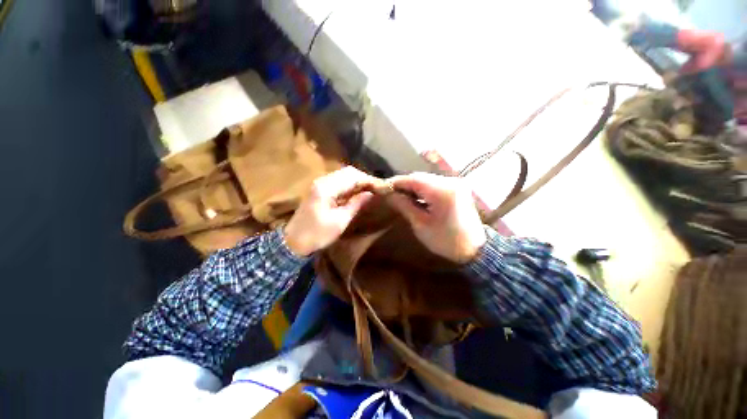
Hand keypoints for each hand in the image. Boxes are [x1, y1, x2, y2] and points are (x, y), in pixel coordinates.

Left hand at [284, 166, 381, 255]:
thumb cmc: (317, 234)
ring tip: (370, 190)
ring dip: (358, 181)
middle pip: (348, 172)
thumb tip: (370, 194)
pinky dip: (350, 185)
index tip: (382, 187)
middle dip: (364, 179)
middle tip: (377, 189)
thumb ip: (356, 204)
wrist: (293, 242)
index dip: (369, 180)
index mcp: (327, 188)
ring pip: (343, 175)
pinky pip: (338, 182)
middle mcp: (323, 181)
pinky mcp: (319, 189)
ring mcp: (320, 184)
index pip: (352, 176)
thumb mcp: (340, 222)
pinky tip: (357, 193)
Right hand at [388, 172, 485, 263]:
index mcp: (442, 191)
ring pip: (427, 179)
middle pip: (420, 177)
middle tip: (390, 193)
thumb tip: (388, 194)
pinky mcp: (458, 188)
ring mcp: (456, 183)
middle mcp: (450, 181)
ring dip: (413, 186)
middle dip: (404, 184)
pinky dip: (423, 189)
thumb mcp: (420, 224)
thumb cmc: (446, 241)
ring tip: (400, 196)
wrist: (475, 250)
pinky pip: (435, 184)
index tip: (383, 188)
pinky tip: (416, 197)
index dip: (396, 182)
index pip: (412, 179)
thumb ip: (404, 205)